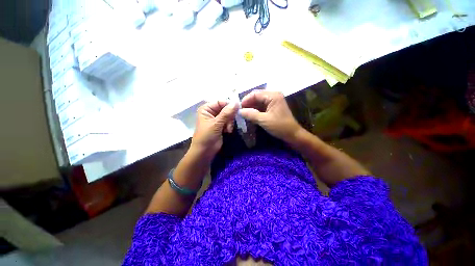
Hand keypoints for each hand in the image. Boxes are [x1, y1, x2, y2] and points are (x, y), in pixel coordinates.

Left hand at [190, 101, 238, 159]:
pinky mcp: (221, 125)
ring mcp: (217, 119)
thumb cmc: (206, 137)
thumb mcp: (216, 124)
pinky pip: (229, 121)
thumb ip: (226, 113)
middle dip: (230, 116)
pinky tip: (227, 131)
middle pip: (226, 108)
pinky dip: (230, 126)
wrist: (204, 152)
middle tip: (230, 124)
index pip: (220, 102)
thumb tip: (236, 102)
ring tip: (228, 130)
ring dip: (230, 122)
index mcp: (207, 109)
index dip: (229, 105)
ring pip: (229, 115)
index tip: (238, 109)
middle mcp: (212, 112)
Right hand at [240, 90, 301, 142]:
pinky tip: (250, 115)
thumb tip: (239, 111)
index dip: (245, 100)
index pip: (255, 94)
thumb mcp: (264, 120)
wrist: (292, 134)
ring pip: (258, 102)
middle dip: (248, 104)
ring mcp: (273, 101)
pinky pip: (261, 106)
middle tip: (240, 112)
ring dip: (251, 108)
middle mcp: (273, 95)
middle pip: (256, 97)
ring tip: (243, 114)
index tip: (238, 108)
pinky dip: (255, 111)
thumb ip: (251, 114)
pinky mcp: (272, 107)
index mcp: (273, 95)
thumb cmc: (280, 126)